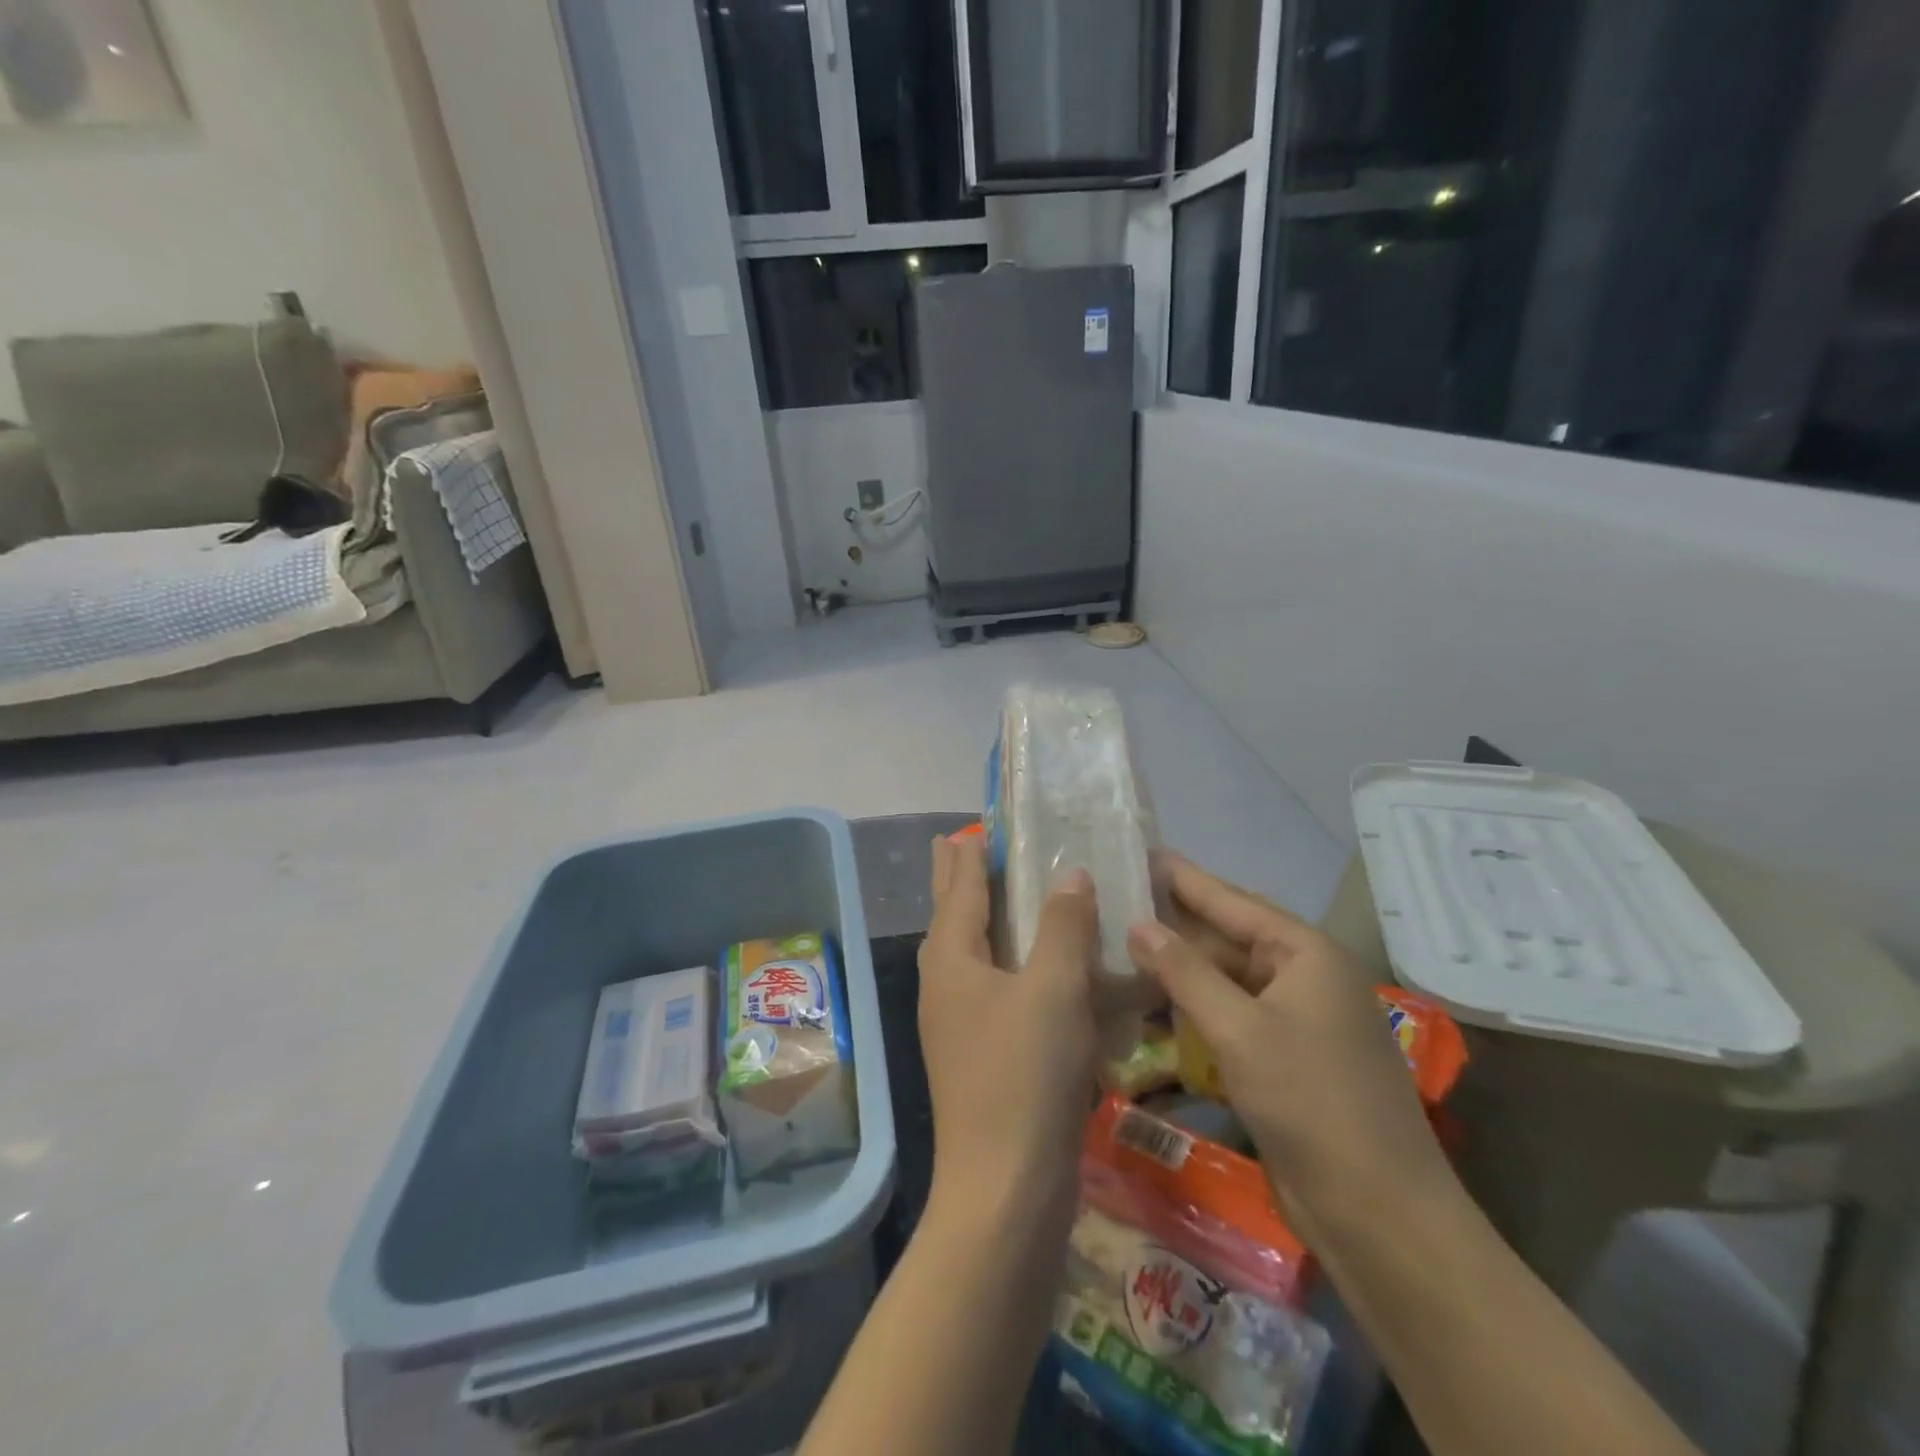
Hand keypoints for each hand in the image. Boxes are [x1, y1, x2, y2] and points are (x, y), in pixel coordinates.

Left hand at [919, 833, 1099, 1235]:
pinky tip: (1032, 968)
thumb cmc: (1025, 1074)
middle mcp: (945, 983)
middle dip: (957, 878)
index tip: (975, 826)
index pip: (960, 888)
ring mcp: (958, 1023)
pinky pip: (992, 987)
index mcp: (951, 958)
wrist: (1006, 1188)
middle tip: (959, 843)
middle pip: (951, 915)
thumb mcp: (1054, 989)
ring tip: (999, 895)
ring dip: (982, 918)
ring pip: (971, 952)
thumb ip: (1063, 926)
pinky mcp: (979, 1054)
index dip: (969, 854)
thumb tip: (1070, 875)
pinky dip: (1007, 962)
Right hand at [1126, 853, 1452, 1243]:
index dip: (1184, 878)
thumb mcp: (1241, 1030)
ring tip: (1122, 945)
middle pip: (1228, 936)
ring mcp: (1295, 1019)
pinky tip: (1151, 1002)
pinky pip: (1229, 1015)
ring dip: (1179, 967)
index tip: (1141, 852)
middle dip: (1175, 922)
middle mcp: (1303, 977)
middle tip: (1118, 899)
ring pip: (1225, 978)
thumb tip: (1138, 924)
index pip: (1232, 901)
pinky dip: (1193, 1007)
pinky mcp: (1284, 1057)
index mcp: (1306, 954)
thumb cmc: (1312, 1103)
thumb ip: (1186, 972)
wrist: (1379, 1214)